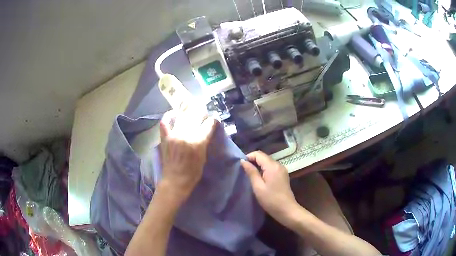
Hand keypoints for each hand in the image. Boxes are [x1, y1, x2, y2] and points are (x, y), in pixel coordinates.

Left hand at [159, 105, 216, 204]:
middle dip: (201, 111)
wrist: (175, 180)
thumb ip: (204, 141)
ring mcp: (174, 135)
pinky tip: (174, 114)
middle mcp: (186, 135)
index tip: (213, 120)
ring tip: (190, 107)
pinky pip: (165, 122)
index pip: (208, 124)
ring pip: (182, 116)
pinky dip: (169, 116)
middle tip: (202, 112)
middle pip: (195, 115)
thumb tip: (206, 130)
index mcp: (198, 142)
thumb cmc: (193, 172)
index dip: (212, 120)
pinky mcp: (165, 137)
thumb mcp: (203, 157)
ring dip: (187, 110)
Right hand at [241, 151, 299, 224]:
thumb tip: (243, 161)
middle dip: (253, 161)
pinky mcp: (283, 175)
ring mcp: (282, 170)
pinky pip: (272, 168)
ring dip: (258, 165)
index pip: (258, 154)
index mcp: (272, 166)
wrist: (287, 210)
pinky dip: (264, 169)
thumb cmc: (271, 200)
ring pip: (267, 162)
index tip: (241, 165)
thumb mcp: (258, 187)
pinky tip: (260, 178)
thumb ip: (251, 172)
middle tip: (244, 170)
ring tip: (250, 175)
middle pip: (264, 157)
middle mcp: (278, 164)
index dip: (248, 157)